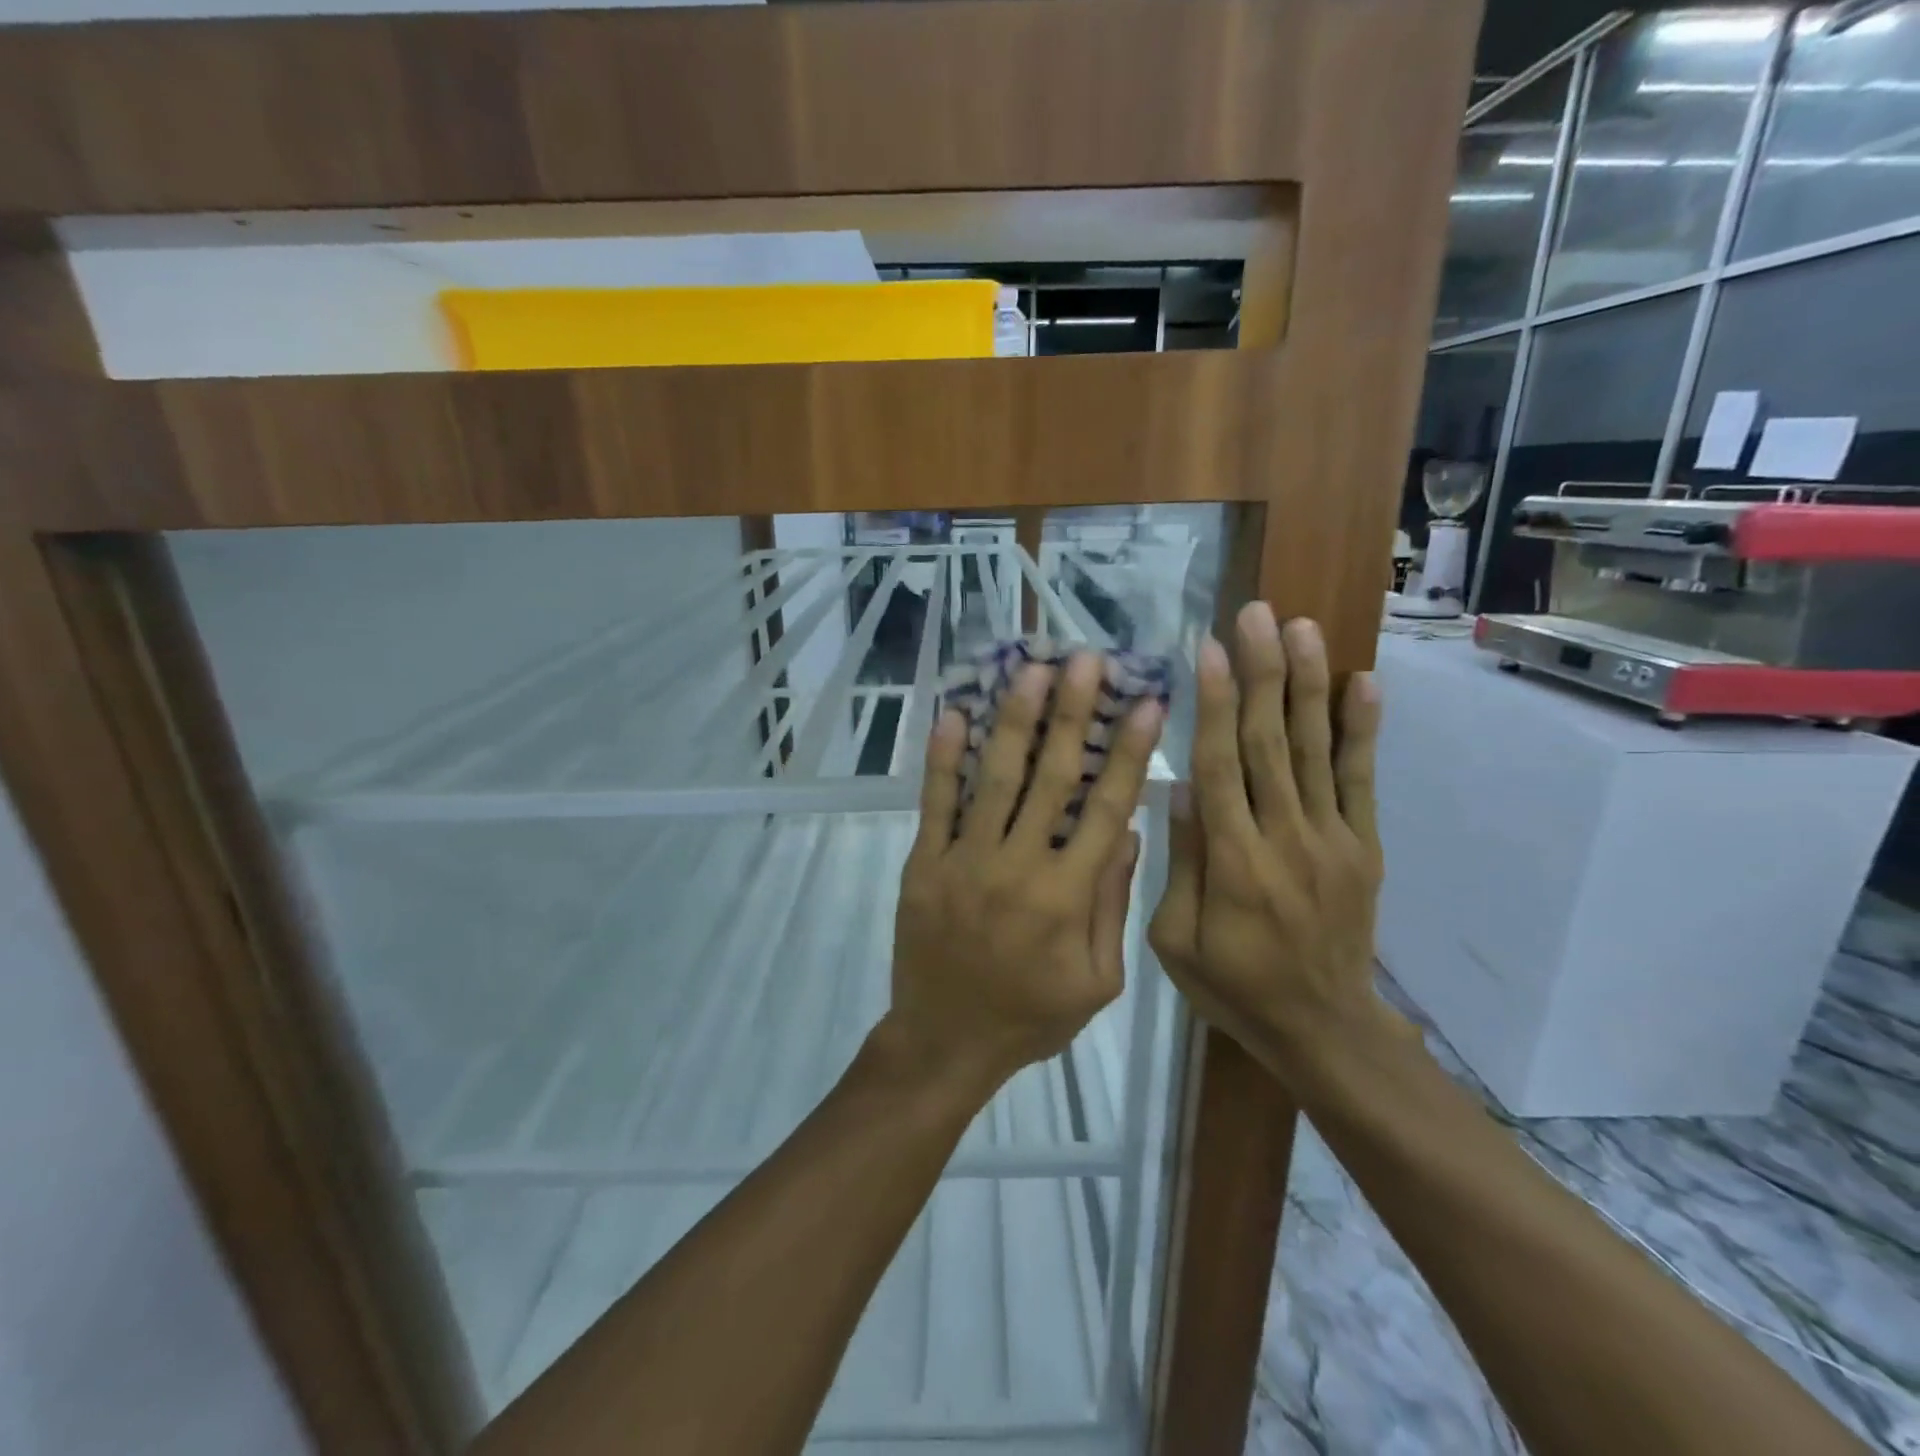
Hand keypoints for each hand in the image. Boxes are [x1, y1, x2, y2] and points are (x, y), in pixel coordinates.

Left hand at [889, 653, 1163, 1093]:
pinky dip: (943, 759)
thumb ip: (1112, 905)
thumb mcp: (1097, 981)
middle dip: (1072, 715)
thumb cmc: (1030, 1016)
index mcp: (1068, 896)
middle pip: (1052, 779)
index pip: (1107, 809)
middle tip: (1084, 660)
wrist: (946, 1041)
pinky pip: (935, 804)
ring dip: (1014, 721)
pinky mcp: (925, 863)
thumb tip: (1127, 832)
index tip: (1145, 703)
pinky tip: (953, 714)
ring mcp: (966, 861)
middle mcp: (1019, 867)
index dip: (1129, 753)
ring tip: (1031, 670)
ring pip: (995, 780)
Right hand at [1148, 606, 1398, 1073]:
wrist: (1324, 1029)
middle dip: (1261, 672)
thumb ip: (1182, 863)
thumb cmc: (1234, 986)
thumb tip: (1182, 788)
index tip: (1208, 649)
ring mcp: (1332, 838)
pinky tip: (1363, 684)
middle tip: (1256, 615)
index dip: (1213, 704)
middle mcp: (1285, 836)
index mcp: (1234, 861)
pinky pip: (1362, 780)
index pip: (1220, 765)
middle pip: (1269, 741)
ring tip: (1302, 628)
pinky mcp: (1362, 846)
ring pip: (1314, 749)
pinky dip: (1361, 731)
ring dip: (1308, 684)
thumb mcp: (1177, 941)